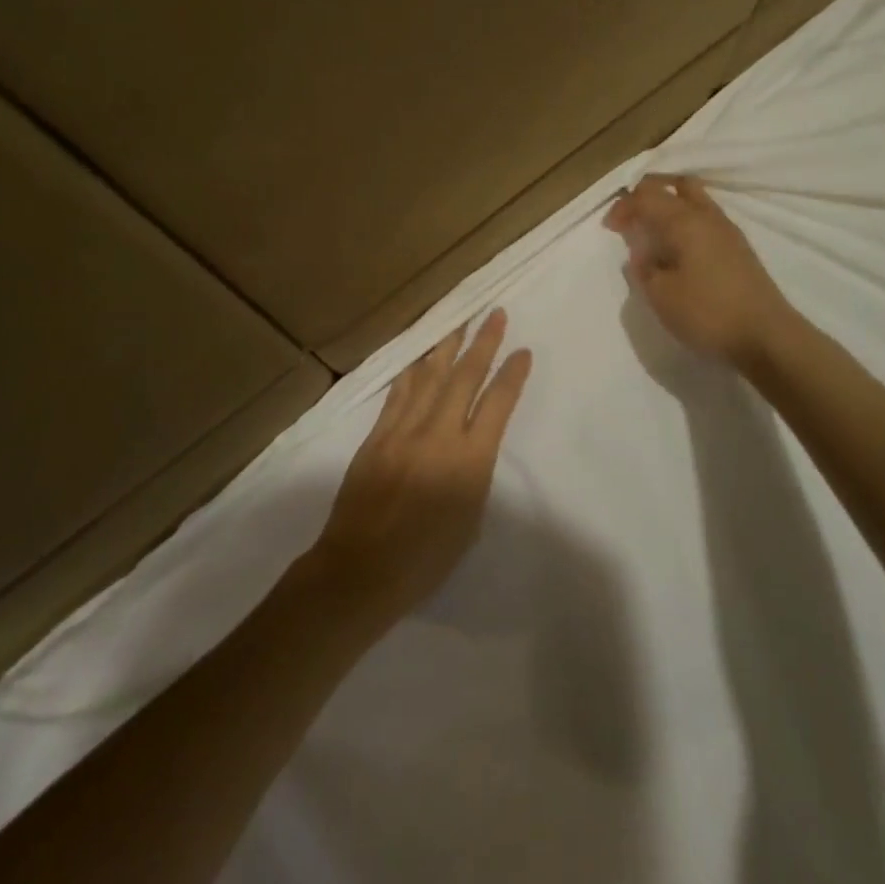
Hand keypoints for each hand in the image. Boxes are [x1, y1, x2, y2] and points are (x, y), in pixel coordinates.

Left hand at [308, 308, 532, 628]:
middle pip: (465, 378)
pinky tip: (420, 356)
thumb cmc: (425, 559)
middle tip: (494, 314)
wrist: (361, 569)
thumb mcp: (470, 520)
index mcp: (470, 462)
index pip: (498, 404)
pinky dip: (412, 371)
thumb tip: (471, 442)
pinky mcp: (377, 435)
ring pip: (430, 377)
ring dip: (447, 346)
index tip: (523, 351)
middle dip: (483, 343)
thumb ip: (474, 472)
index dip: (512, 374)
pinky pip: (399, 393)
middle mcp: (439, 436)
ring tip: (460, 321)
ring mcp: (404, 431)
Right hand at [603, 174, 790, 366]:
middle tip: (633, 217)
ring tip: (655, 232)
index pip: (647, 196)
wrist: (766, 337)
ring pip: (696, 199)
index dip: (624, 207)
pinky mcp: (740, 249)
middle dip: (650, 195)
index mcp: (684, 221)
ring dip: (671, 207)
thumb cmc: (707, 313)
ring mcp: (728, 231)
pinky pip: (707, 219)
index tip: (609, 228)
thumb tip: (640, 252)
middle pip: (676, 186)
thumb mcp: (660, 295)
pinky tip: (680, 249)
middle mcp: (707, 216)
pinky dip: (687, 222)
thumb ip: (643, 268)